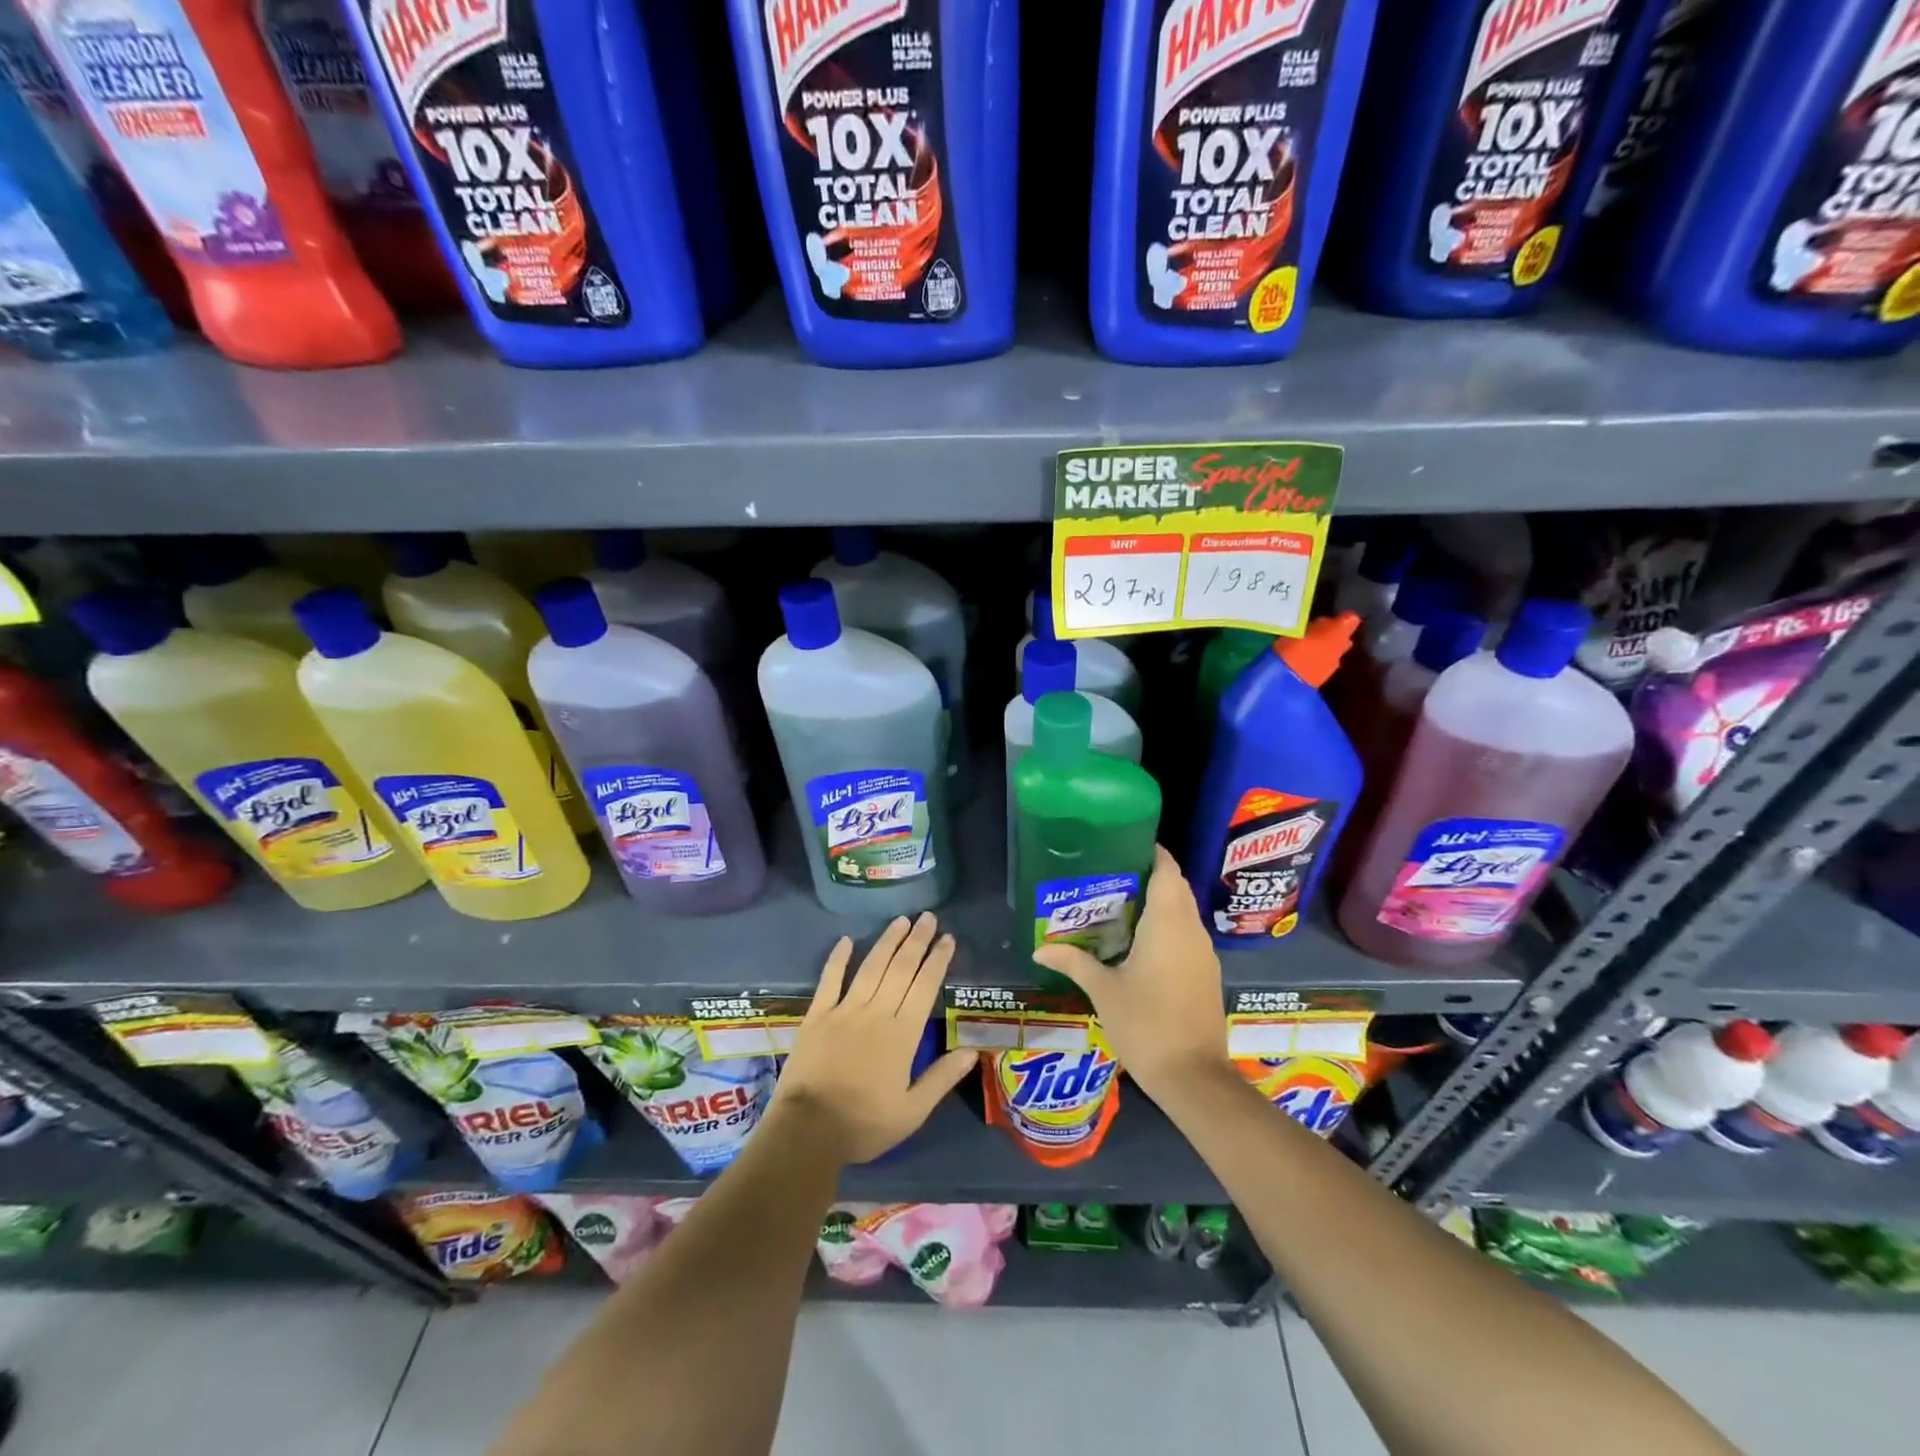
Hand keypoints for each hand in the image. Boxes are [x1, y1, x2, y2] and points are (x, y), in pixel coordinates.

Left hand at [772, 913, 978, 1165]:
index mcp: (902, 1034)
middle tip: (928, 917)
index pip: (925, 987)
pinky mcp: (817, 1016)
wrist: (807, 1131)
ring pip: (871, 968)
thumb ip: (942, 1078)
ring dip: (887, 942)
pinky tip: (846, 940)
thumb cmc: (864, 1124)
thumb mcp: (912, 1112)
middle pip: (900, 969)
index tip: (948, 939)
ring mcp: (844, 1011)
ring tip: (901, 921)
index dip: (937, 960)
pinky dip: (838, 959)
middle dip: (917, 941)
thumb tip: (973, 1050)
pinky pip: (829, 980)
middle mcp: (876, 1013)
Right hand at [1032, 845, 1229, 1100]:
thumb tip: (1039, 950)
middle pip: (1176, 888)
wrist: (1194, 1077)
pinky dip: (1168, 927)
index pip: (1167, 871)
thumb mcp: (1103, 991)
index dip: (1152, 853)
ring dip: (1160, 903)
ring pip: (1184, 913)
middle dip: (1150, 877)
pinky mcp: (1207, 974)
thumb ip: (1074, 963)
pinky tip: (1140, 943)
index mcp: (1168, 924)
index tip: (1125, 845)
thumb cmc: (1146, 1024)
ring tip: (1120, 905)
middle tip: (1112, 876)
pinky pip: (1187, 935)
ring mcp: (1203, 954)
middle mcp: (1191, 931)